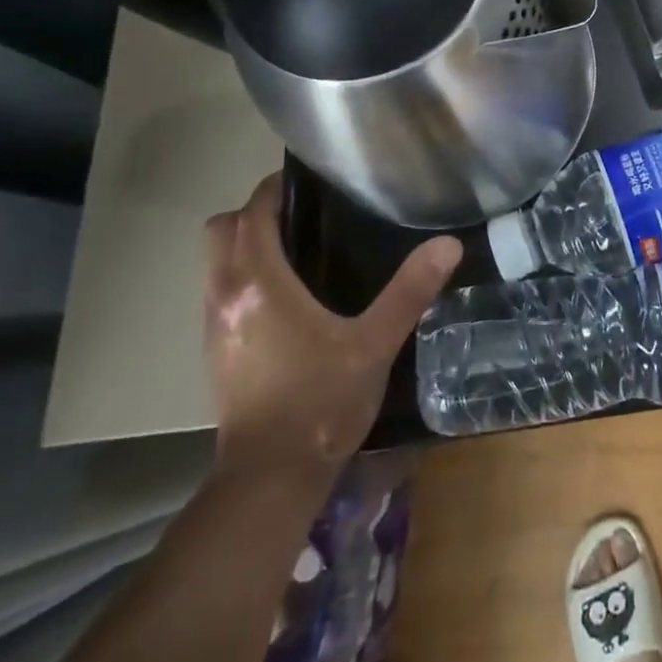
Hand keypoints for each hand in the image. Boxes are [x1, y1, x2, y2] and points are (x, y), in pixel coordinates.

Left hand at [204, 174, 460, 483]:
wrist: (269, 479)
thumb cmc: (320, 402)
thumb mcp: (375, 343)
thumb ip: (410, 290)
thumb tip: (448, 244)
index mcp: (259, 284)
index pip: (251, 214)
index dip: (273, 190)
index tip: (306, 181)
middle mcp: (226, 296)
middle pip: (220, 231)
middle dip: (253, 213)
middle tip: (301, 214)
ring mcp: (214, 326)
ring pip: (215, 263)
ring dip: (243, 245)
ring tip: (296, 248)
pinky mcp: (215, 353)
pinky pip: (220, 291)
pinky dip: (242, 276)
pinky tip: (284, 297)